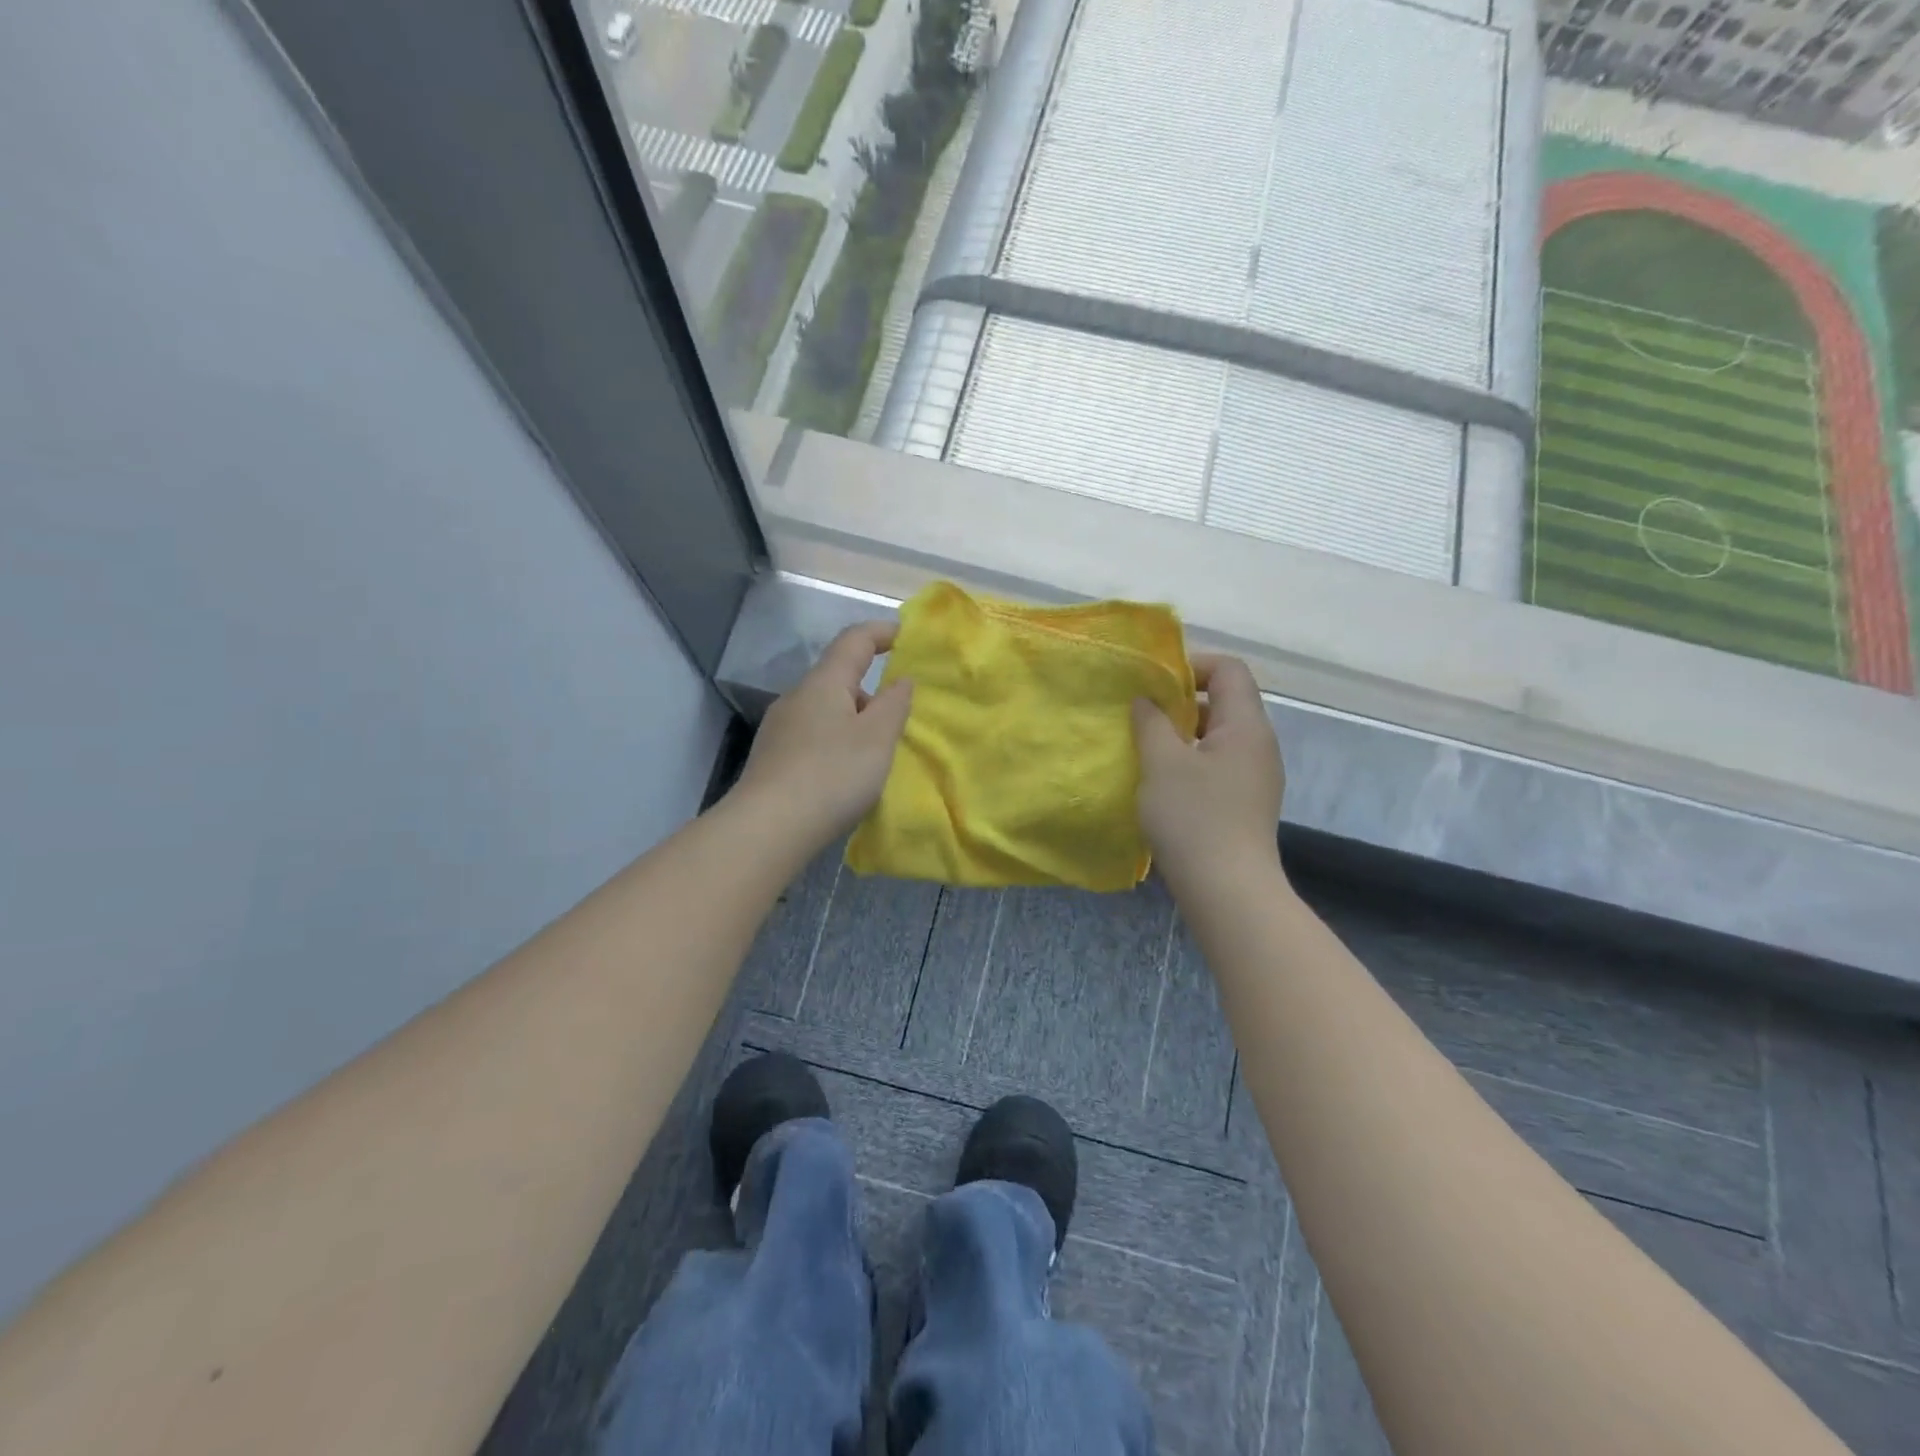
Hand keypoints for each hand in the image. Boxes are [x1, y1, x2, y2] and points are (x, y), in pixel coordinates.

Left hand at [732, 622, 913, 849]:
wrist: (768, 828)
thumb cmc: (832, 775)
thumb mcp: (878, 738)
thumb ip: (895, 704)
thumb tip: (901, 679)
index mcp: (823, 683)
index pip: (854, 640)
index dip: (881, 632)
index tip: (906, 636)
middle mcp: (796, 697)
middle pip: (838, 679)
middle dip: (870, 691)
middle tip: (897, 721)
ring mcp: (779, 728)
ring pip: (825, 711)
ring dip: (853, 722)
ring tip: (874, 756)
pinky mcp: (771, 758)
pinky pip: (813, 737)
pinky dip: (835, 743)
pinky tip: (844, 775)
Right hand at [1132, 654, 1285, 886]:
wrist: (1228, 890)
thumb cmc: (1194, 817)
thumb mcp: (1162, 763)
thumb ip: (1151, 722)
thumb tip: (1146, 700)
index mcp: (1246, 726)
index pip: (1229, 670)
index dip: (1192, 664)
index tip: (1154, 682)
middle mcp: (1259, 745)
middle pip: (1225, 701)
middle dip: (1182, 701)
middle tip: (1142, 714)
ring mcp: (1256, 776)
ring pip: (1218, 736)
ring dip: (1183, 734)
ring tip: (1146, 747)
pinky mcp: (1245, 803)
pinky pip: (1218, 764)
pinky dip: (1190, 761)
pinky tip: (1163, 781)